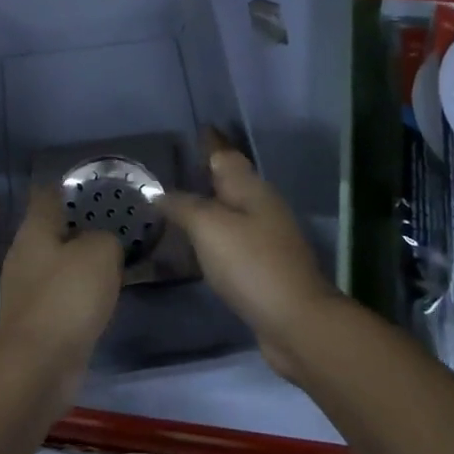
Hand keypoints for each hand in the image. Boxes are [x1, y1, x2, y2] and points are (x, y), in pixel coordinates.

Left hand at [0, 184, 122, 376]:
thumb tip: (102, 244)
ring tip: (115, 260)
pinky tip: (103, 297)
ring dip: (82, 262)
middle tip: (115, 224)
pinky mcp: (36, 321)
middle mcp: (25, 254)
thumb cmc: (67, 297)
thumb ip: (105, 238)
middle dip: (81, 226)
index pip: (48, 194)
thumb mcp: (100, 253)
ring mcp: (27, 290)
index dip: (70, 186)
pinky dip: (80, 293)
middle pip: (53, 229)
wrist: (39, 366)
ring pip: (58, 264)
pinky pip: (62, 295)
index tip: (96, 186)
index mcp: (34, 229)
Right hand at [159, 139, 341, 378]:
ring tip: (175, 208)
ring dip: (208, 207)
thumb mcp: (209, 227)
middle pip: (230, 182)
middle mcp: (262, 206)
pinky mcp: (264, 267)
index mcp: (251, 189)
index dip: (208, 143)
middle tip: (171, 172)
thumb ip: (183, 205)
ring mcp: (267, 238)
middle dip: (204, 175)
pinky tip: (196, 247)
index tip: (191, 132)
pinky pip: (232, 240)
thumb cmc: (251, 264)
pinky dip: (213, 237)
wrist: (296, 321)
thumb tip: (158, 192)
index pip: (225, 155)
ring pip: (231, 212)